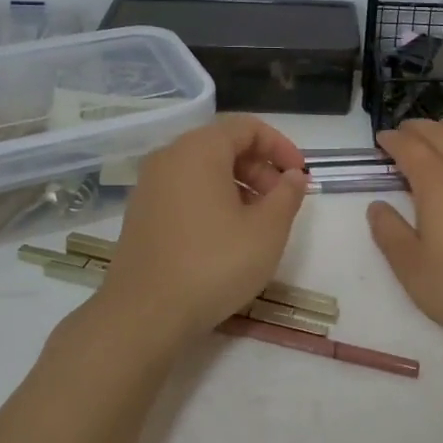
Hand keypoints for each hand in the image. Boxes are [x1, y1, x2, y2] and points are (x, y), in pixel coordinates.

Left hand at [100, 115, 307, 343]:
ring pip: (204, 170)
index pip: (247, 127)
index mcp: (199, 150)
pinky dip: (213, 200)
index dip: (281, 146)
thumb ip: (287, 195)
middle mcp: (169, 158)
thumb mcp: (267, 230)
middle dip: (260, 168)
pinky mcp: (141, 214)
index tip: (300, 177)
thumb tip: (292, 177)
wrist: (144, 315)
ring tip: (259, 222)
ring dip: (239, 186)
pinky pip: (185, 191)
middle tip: (282, 202)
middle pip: (224, 146)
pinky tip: (227, 236)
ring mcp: (150, 186)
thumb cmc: (213, 264)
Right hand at [366, 120, 442, 340]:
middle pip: (438, 134)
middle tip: (404, 132)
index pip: (409, 147)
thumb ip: (390, 234)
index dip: (392, 140)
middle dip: (417, 129)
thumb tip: (376, 206)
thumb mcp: (413, 269)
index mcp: (436, 181)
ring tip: (437, 133)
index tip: (381, 139)